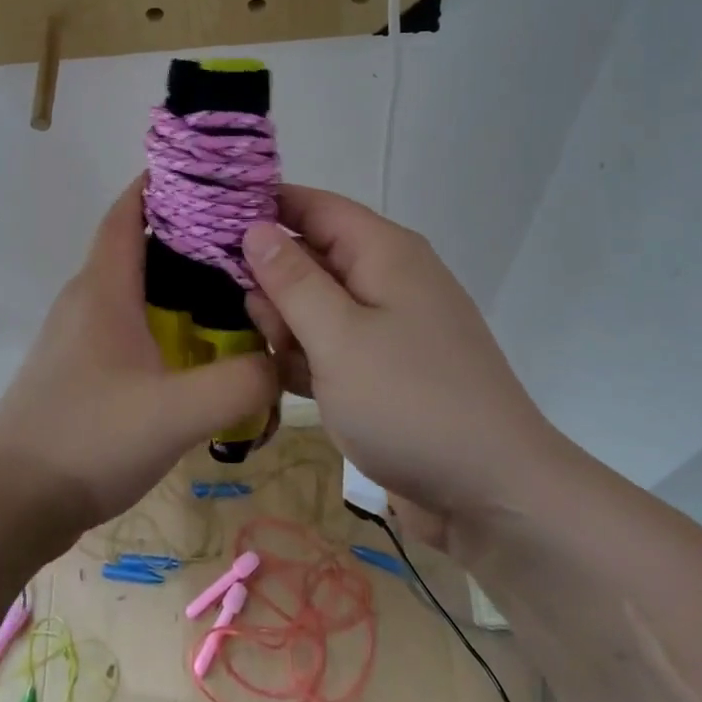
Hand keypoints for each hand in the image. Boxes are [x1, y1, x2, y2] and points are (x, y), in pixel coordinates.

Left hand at [0, 177, 278, 533]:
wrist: (9, 502)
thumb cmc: (88, 439)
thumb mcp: (177, 412)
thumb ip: (242, 383)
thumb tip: (282, 360)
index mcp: (104, 287)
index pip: (130, 210)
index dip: (164, 183)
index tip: (212, 177)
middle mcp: (87, 299)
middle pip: (138, 245)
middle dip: (187, 234)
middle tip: (245, 240)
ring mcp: (79, 335)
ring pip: (134, 288)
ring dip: (177, 281)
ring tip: (232, 290)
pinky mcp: (79, 368)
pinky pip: (127, 324)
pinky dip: (162, 319)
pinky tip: (195, 349)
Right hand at [240, 187, 561, 526]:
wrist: (493, 495)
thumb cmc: (410, 403)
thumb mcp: (339, 337)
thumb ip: (292, 280)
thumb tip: (256, 228)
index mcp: (384, 252)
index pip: (313, 206)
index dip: (263, 207)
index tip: (208, 225)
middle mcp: (387, 279)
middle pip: (311, 255)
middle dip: (271, 280)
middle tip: (244, 315)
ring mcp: (388, 327)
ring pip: (316, 305)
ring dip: (285, 324)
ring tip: (270, 354)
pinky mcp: (384, 369)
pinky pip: (332, 345)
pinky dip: (306, 357)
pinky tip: (282, 380)